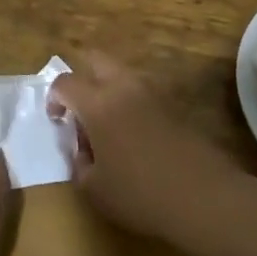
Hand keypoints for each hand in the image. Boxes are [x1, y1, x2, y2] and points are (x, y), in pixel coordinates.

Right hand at [50, 52, 245, 243]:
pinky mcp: (173, 104)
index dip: (54, 98)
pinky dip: (130, 102)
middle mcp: (123, 86)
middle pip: (95, 59)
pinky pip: (142, 91)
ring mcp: (152, 92)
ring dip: (108, 88)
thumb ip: (78, 163)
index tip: (57, 121)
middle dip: (81, 77)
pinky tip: (134, 135)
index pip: (65, 82)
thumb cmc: (140, 194)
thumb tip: (81, 149)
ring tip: (108, 125)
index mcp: (98, 103)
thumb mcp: (94, 189)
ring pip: (121, 73)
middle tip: (80, 110)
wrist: (203, 196)